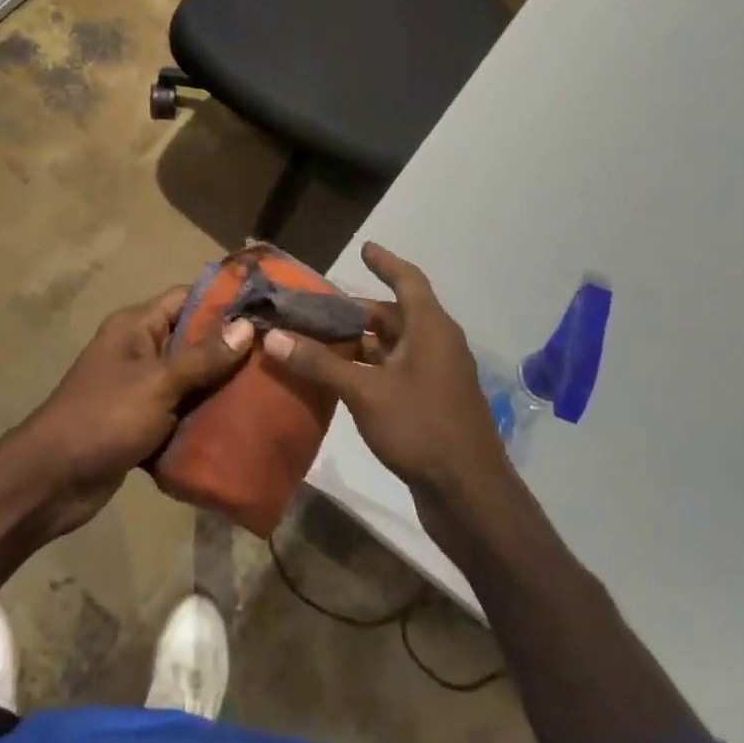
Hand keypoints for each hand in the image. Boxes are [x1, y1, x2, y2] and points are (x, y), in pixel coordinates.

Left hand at [16, 286, 254, 536]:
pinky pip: (181, 411)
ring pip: (190, 378)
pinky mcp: (142, 423)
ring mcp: (140, 388)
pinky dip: (204, 416)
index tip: (268, 308)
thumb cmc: (104, 418)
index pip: (187, 298)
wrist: (52, 482)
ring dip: (221, 386)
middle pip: (193, 339)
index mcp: (136, 327)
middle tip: (277, 353)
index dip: (225, 300)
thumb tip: (246, 327)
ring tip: (269, 389)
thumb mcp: (158, 383)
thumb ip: (203, 357)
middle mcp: (139, 350)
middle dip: (231, 347)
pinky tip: (241, 422)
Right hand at [260, 243, 508, 512]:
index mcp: (431, 328)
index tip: (364, 248)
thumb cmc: (421, 427)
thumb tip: (274, 337)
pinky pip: (396, 371)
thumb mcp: (365, 391)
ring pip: (394, 346)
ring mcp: (437, 376)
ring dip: (361, 342)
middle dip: (358, 310)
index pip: (408, 280)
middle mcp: (437, 344)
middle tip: (318, 309)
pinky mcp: (432, 404)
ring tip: (320, 340)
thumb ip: (320, 364)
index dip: (385, 262)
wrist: (470, 494)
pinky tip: (341, 379)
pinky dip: (370, 368)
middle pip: (395, 315)